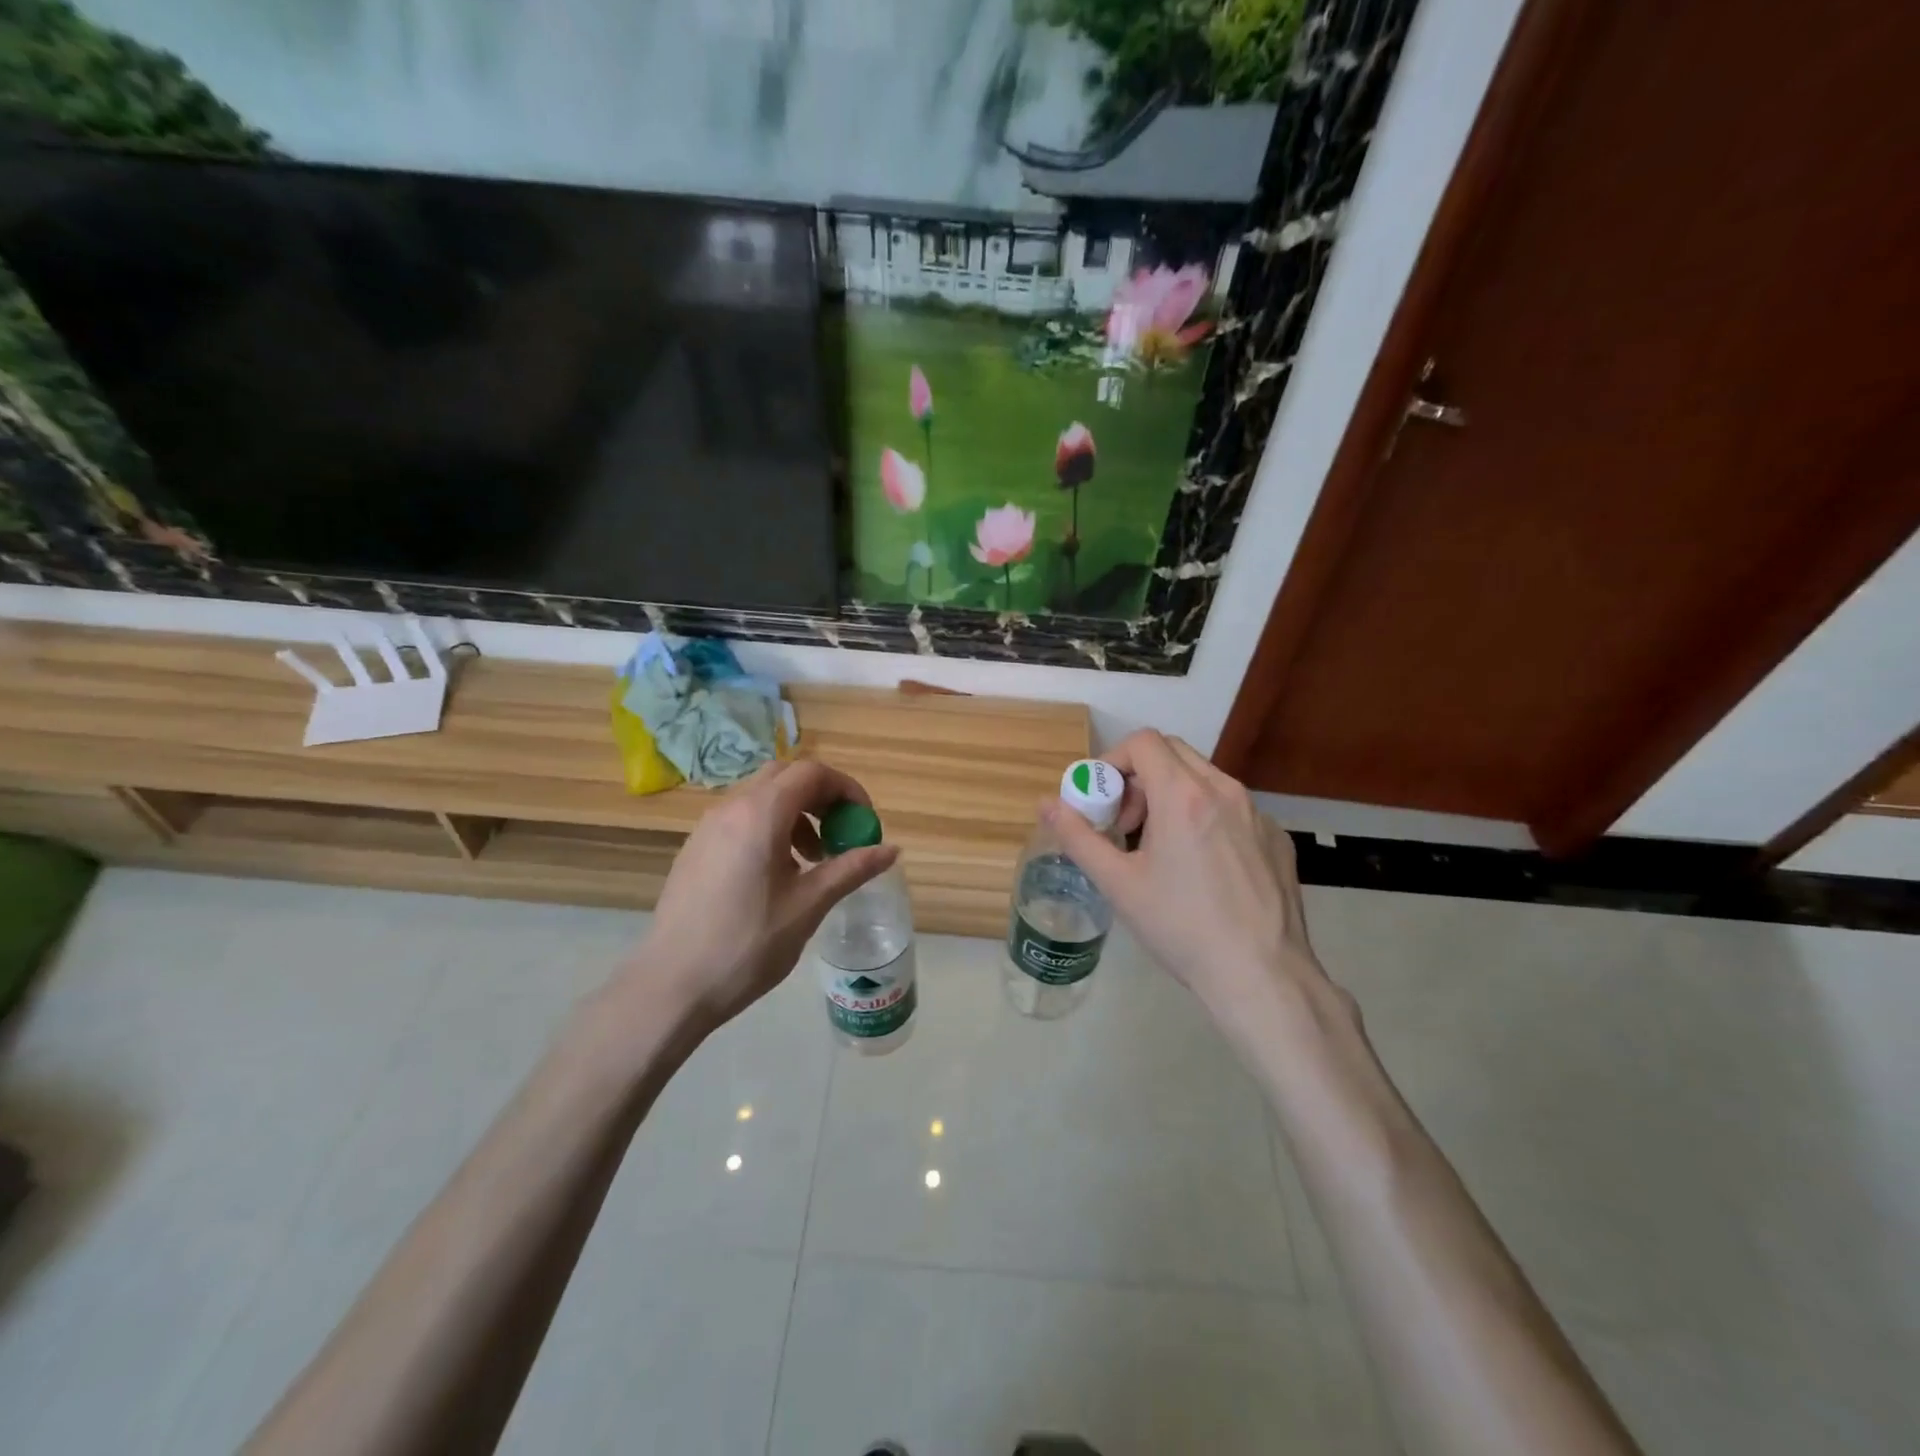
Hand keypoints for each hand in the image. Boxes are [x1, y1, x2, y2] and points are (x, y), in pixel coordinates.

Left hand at [637, 759, 898, 1026]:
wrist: (671, 986)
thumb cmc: (748, 944)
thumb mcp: (809, 905)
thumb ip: (851, 869)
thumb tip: (891, 849)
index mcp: (760, 814)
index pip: (812, 772)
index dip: (846, 789)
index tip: (864, 822)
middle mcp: (731, 808)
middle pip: (785, 776)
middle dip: (821, 798)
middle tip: (841, 834)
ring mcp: (707, 827)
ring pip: (761, 797)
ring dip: (796, 814)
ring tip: (811, 860)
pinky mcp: (695, 849)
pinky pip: (740, 819)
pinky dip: (769, 829)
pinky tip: (776, 876)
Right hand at [1041, 730, 1335, 1029]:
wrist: (1261, 976)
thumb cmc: (1181, 927)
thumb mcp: (1118, 884)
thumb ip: (1078, 837)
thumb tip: (1047, 804)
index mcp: (1183, 796)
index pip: (1143, 742)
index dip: (1113, 761)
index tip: (1103, 801)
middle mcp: (1225, 791)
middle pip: (1174, 752)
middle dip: (1141, 777)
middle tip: (1127, 824)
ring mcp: (1257, 814)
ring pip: (1205, 779)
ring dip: (1172, 796)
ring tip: (1162, 848)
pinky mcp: (1277, 838)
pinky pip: (1233, 809)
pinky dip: (1206, 819)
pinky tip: (1204, 870)